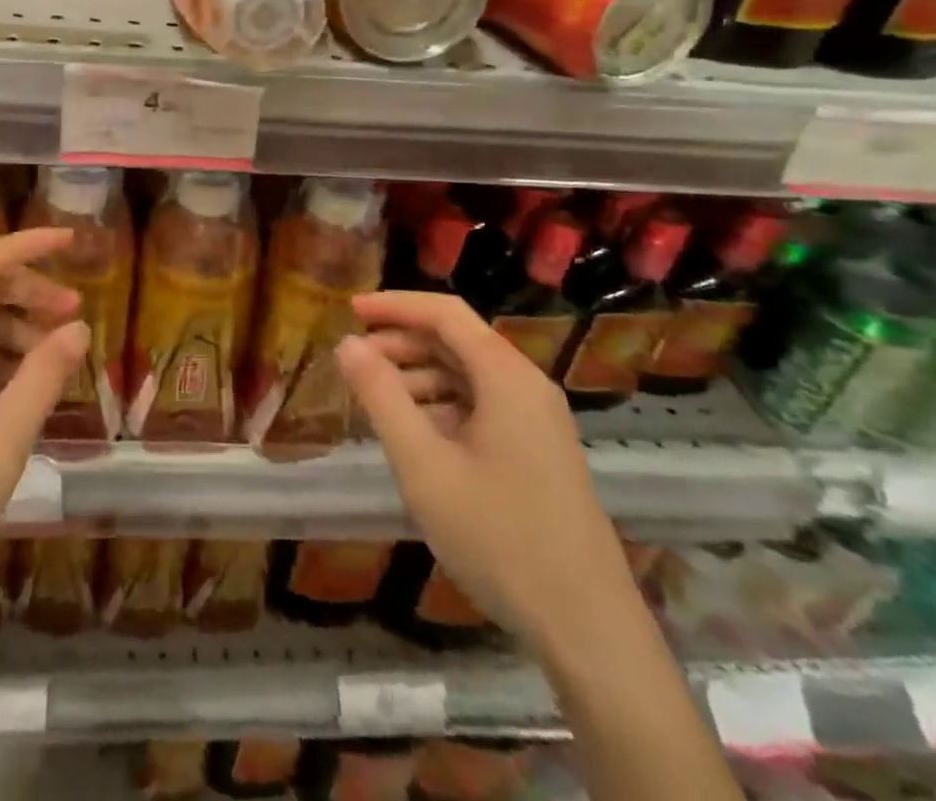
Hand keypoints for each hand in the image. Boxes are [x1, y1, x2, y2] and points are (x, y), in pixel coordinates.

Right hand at [336, 291, 637, 655]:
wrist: (587, 630)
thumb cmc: (498, 537)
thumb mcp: (423, 465)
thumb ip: (381, 397)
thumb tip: (348, 344)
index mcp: (507, 376)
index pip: (445, 313)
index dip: (395, 304)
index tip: (349, 309)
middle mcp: (527, 386)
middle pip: (457, 341)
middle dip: (402, 343)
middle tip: (355, 361)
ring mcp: (538, 421)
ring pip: (468, 376)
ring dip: (419, 377)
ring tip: (375, 401)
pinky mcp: (538, 452)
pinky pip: (482, 407)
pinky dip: (442, 407)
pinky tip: (414, 436)